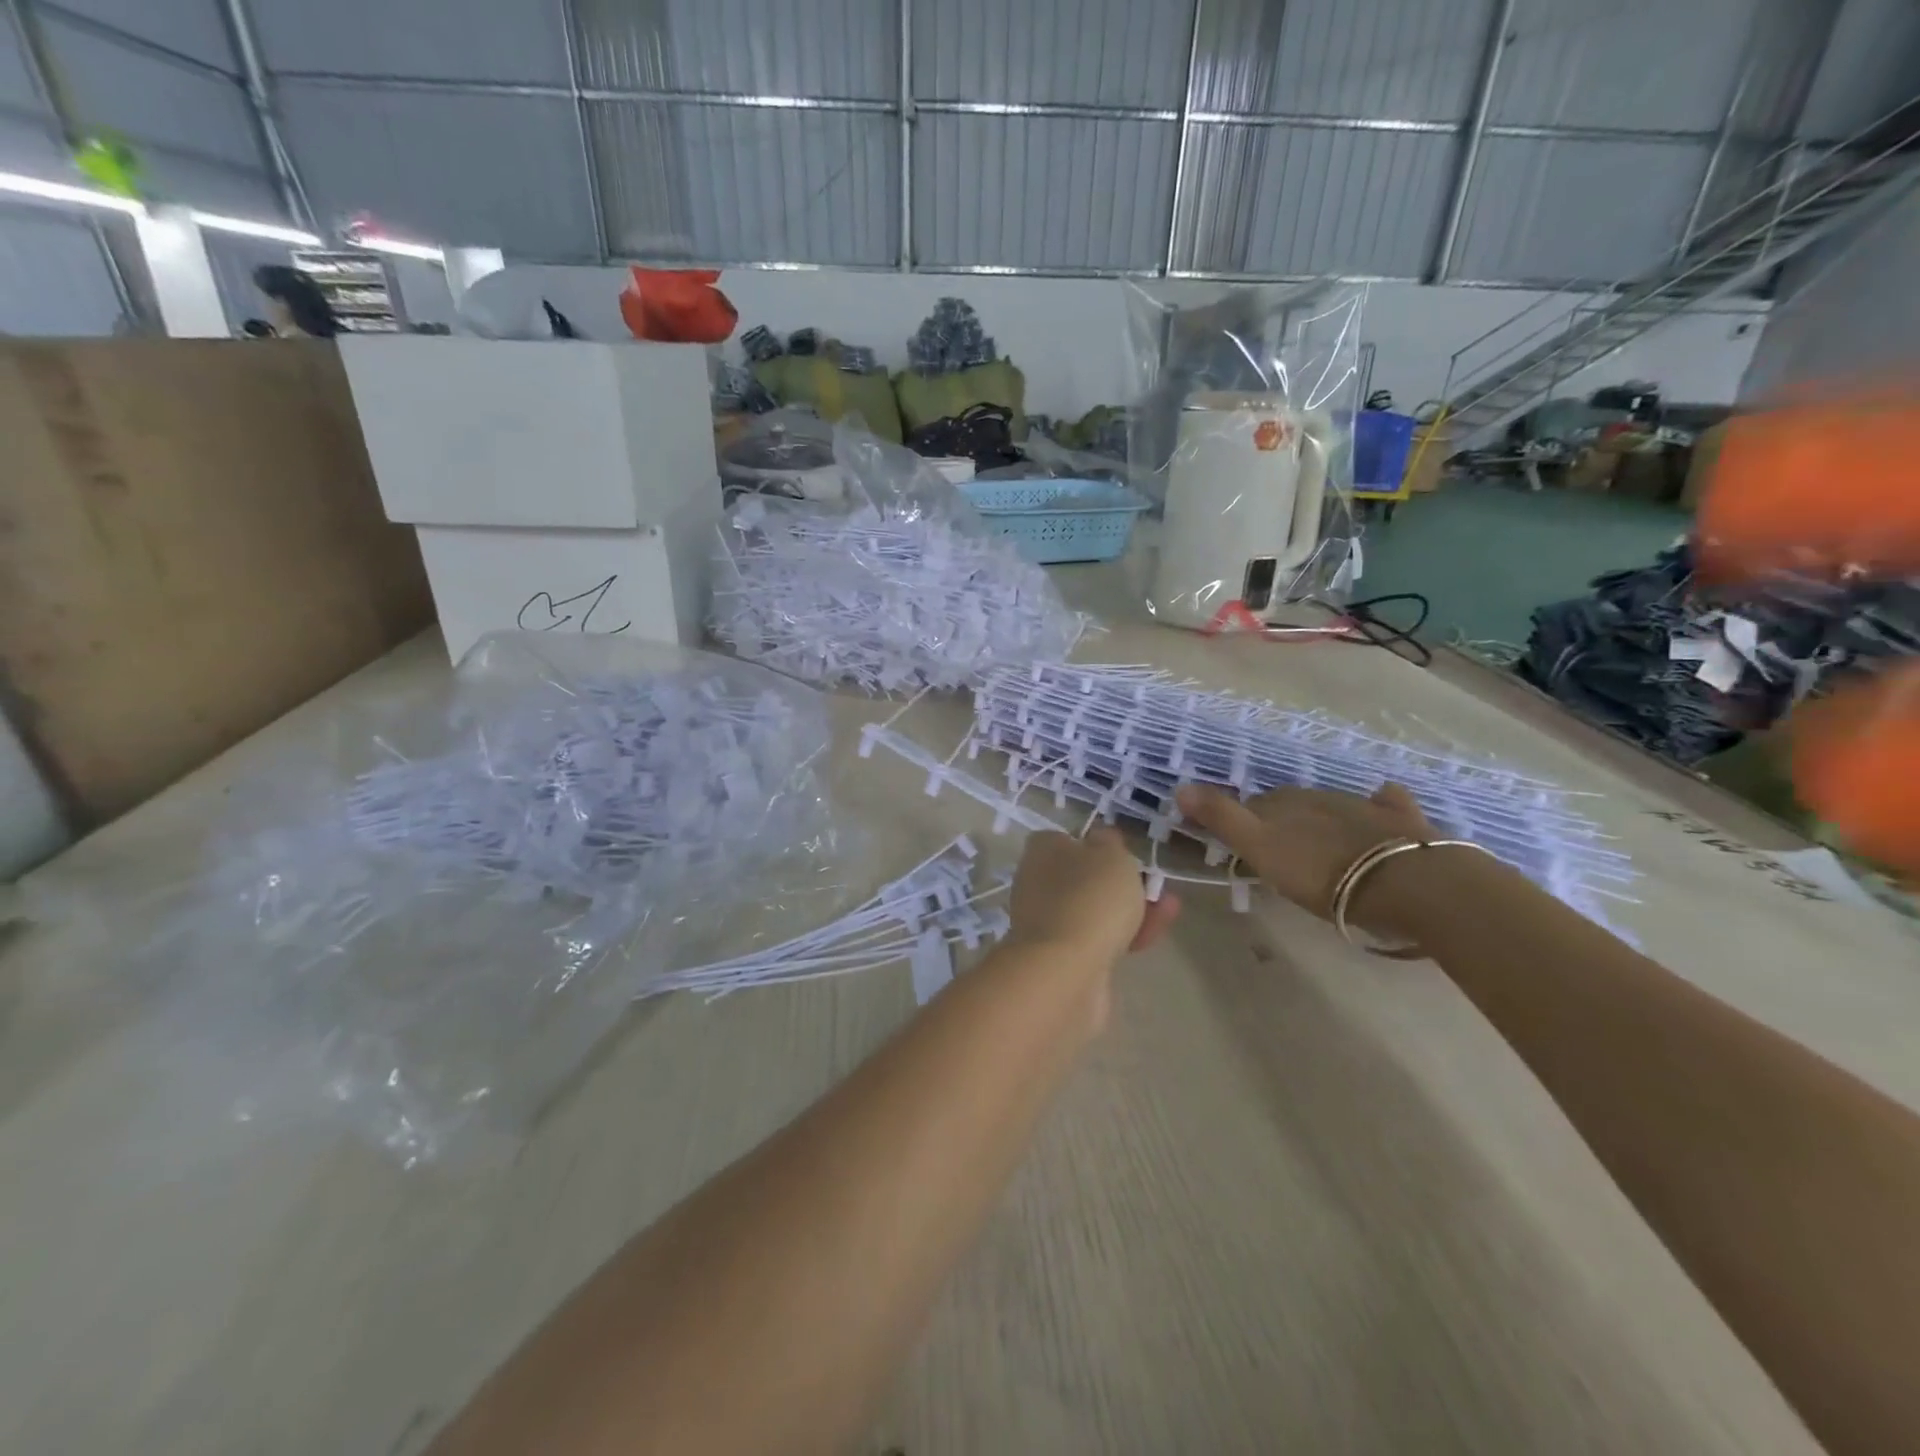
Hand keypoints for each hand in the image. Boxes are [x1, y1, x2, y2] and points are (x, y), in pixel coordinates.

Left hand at [1008, 828, 1181, 964]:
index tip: (1126, 852)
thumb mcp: (1110, 854)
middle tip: (1154, 883)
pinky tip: (1154, 933)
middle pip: (1085, 876)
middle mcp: (1037, 883)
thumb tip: (1102, 839)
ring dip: (1132, 907)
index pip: (1067, 838)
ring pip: (1095, 909)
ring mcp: (1048, 922)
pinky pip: (1099, 938)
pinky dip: (1126, 934)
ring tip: (1170, 907)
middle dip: (1123, 881)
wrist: (1066, 970)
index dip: (1098, 844)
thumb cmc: (1089, 897)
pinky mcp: (1062, 956)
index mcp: (1042, 850)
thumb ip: (1110, 842)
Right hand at [1174, 782, 1434, 928]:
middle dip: (1282, 820)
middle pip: (1291, 804)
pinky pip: (1387, 804)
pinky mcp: (1402, 820)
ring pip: (1332, 804)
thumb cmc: (1322, 871)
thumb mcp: (1260, 848)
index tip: (1241, 846)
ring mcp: (1363, 806)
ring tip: (1320, 844)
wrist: (1404, 882)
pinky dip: (1382, 803)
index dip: (1244, 822)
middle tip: (1280, 850)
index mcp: (1284, 804)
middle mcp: (1319, 796)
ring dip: (1321, 818)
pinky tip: (1384, 801)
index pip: (1254, 806)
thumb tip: (1180, 787)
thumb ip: (1221, 818)